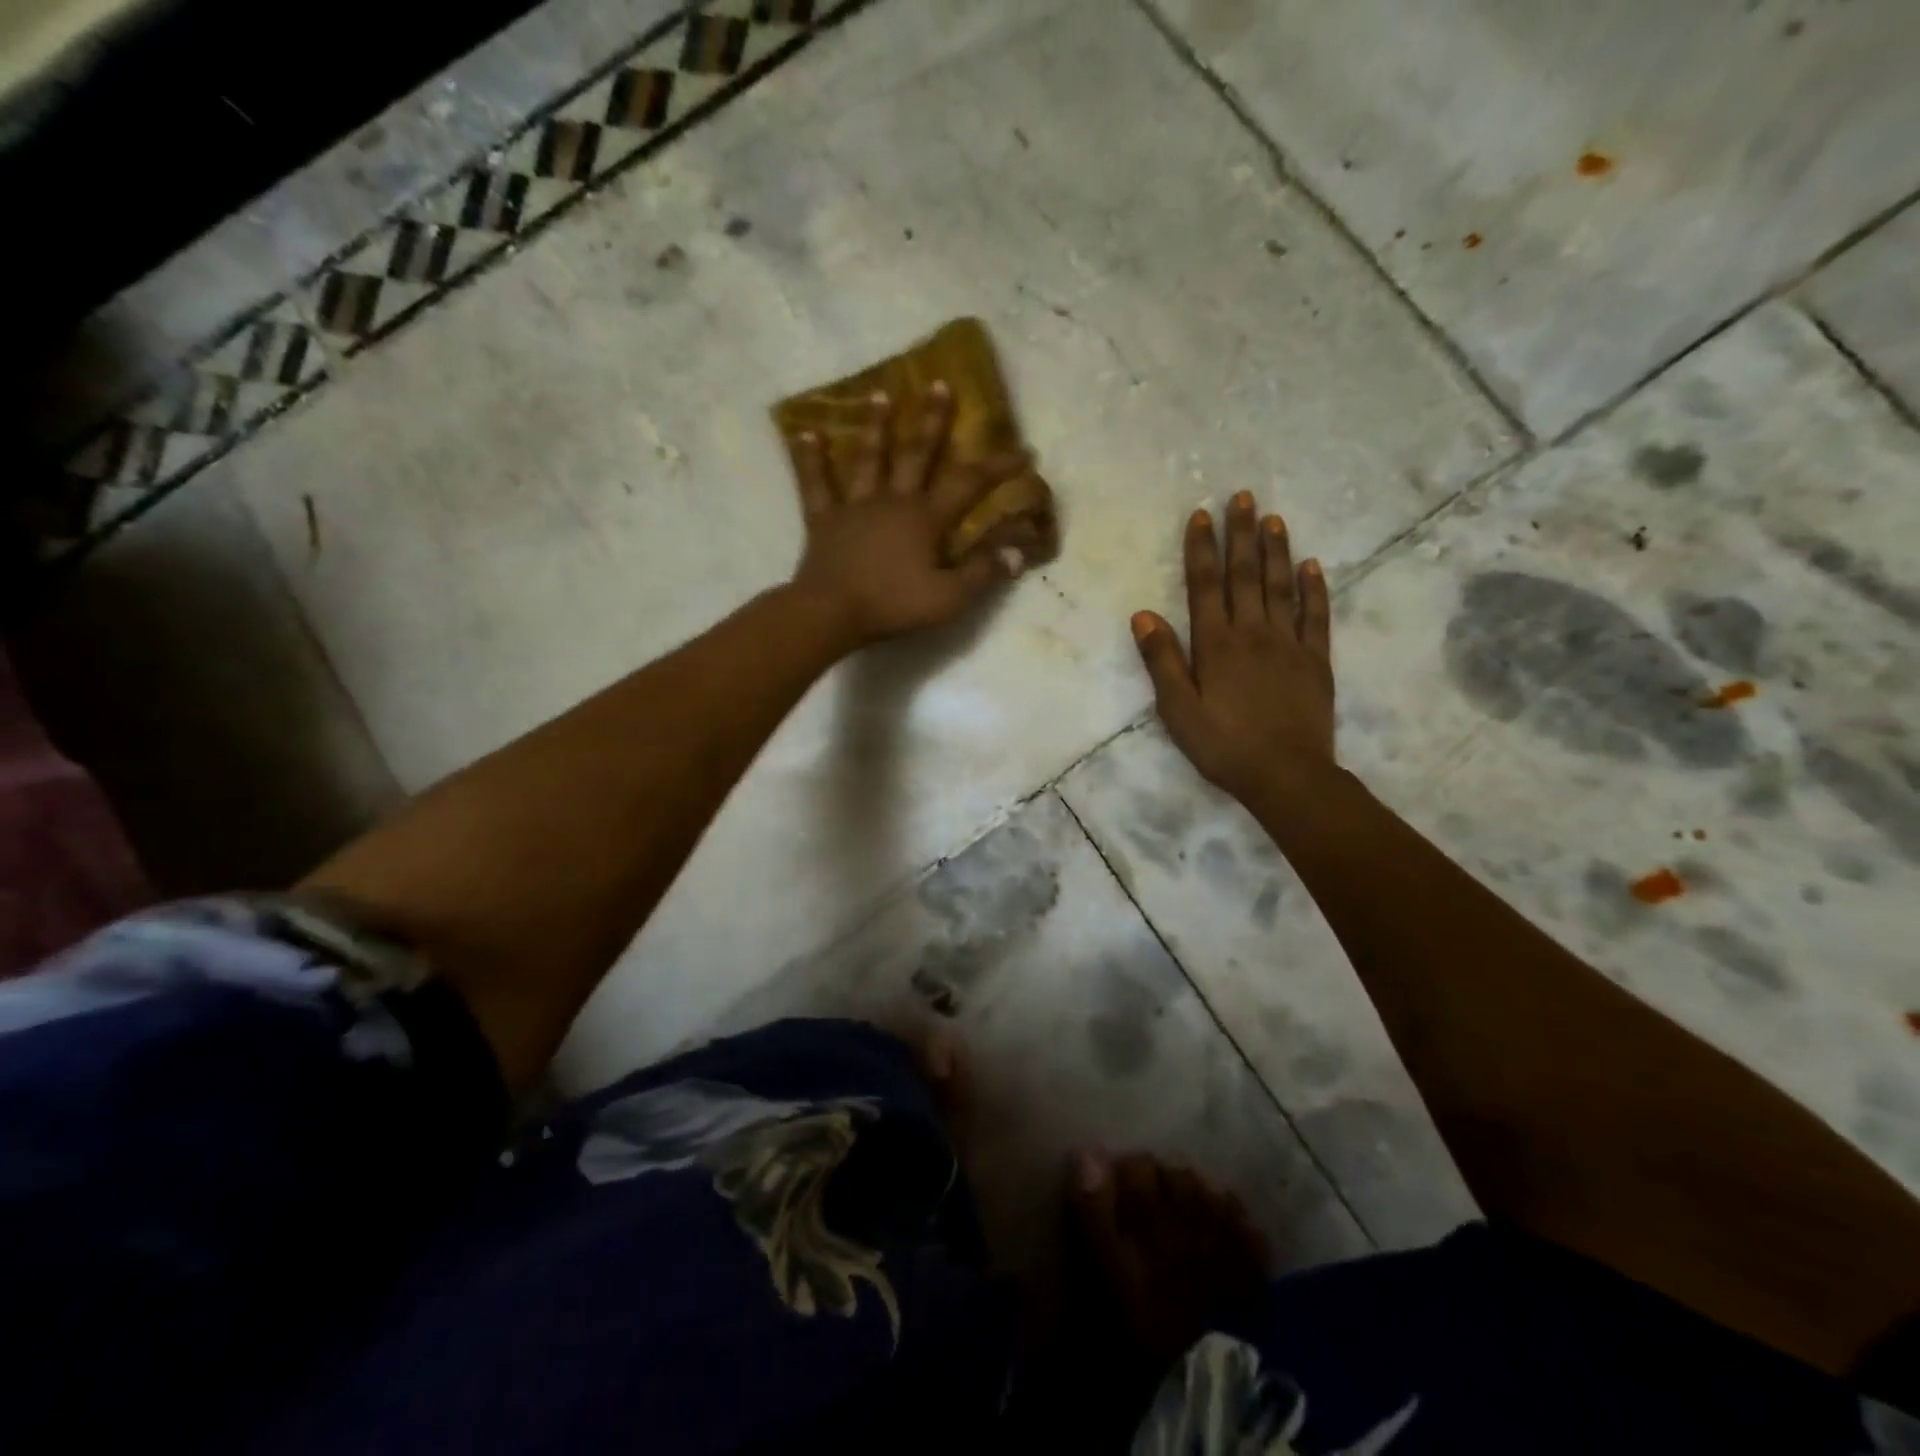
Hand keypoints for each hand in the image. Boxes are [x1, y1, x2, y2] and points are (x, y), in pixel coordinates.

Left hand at [788, 384, 1028, 646]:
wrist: (832, 613)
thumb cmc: (893, 606)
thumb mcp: (948, 599)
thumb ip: (982, 574)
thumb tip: (1018, 553)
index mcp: (925, 519)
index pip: (969, 484)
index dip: (998, 467)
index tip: (1023, 450)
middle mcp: (893, 501)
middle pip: (916, 454)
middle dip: (932, 420)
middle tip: (940, 384)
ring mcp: (855, 506)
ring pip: (867, 458)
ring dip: (875, 426)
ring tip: (879, 394)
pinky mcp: (824, 520)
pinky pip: (815, 484)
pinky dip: (809, 459)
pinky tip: (805, 433)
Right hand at [1131, 491, 1334, 803]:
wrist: (1286, 775)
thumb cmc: (1223, 746)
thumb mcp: (1177, 710)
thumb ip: (1161, 661)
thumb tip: (1144, 615)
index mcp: (1216, 644)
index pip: (1206, 585)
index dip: (1202, 549)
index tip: (1201, 515)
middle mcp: (1253, 633)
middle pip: (1245, 575)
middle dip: (1241, 534)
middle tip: (1242, 497)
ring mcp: (1289, 644)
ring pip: (1281, 587)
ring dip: (1276, 550)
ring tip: (1273, 518)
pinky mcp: (1316, 660)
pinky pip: (1316, 616)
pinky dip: (1314, 588)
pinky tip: (1311, 566)